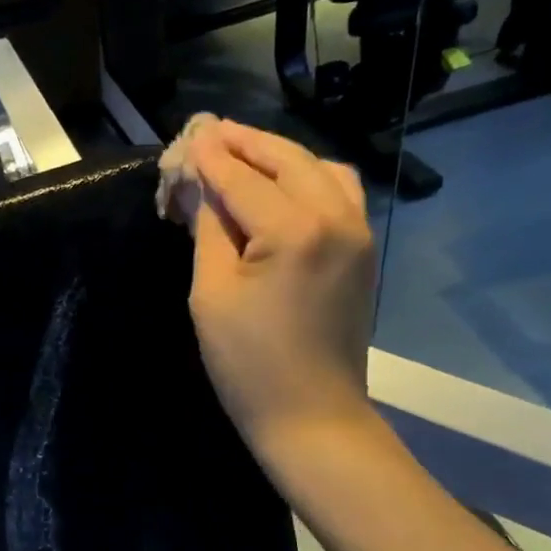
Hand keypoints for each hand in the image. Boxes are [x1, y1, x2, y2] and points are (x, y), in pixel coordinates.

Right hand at [184, 120, 375, 455]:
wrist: (312, 416)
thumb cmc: (248, 365)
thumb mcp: (211, 295)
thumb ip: (209, 231)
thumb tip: (201, 188)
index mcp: (295, 230)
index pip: (243, 179)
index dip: (210, 158)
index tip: (187, 137)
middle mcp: (337, 217)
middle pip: (287, 161)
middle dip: (246, 144)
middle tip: (211, 133)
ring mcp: (359, 233)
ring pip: (321, 170)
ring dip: (281, 157)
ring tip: (244, 155)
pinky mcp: (363, 252)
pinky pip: (340, 194)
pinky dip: (309, 178)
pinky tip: (284, 186)